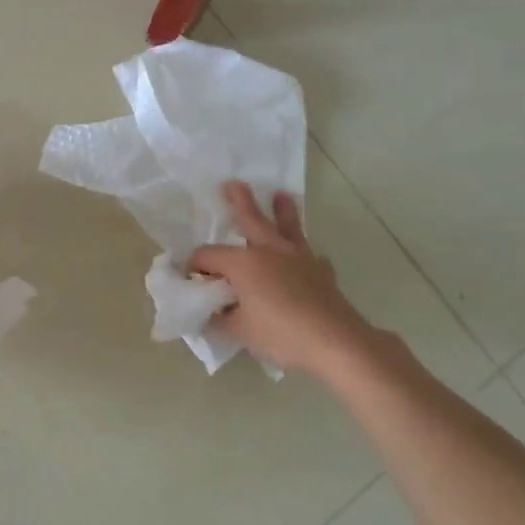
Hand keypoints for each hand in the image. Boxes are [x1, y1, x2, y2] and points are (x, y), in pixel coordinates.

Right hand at [191, 183, 380, 376]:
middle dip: (239, 200)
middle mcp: (269, 250)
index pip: (208, 255)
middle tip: (231, 184)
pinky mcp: (321, 270)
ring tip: (281, 196)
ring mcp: (299, 257)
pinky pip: (309, 254)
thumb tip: (211, 310)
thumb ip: (220, 317)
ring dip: (282, 210)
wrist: (334, 341)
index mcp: (243, 262)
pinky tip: (306, 258)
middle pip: (250, 218)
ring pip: (287, 226)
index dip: (194, 265)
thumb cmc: (280, 334)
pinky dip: (303, 253)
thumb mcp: (238, 331)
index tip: (190, 278)